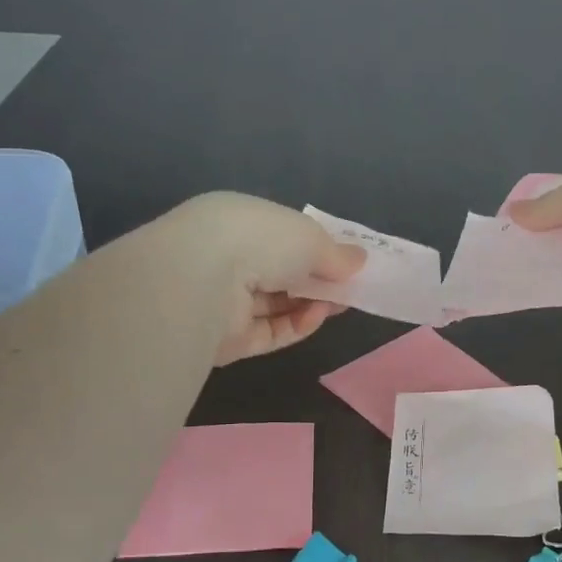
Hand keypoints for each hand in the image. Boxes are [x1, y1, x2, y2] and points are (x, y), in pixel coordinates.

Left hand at [151, 192, 365, 363]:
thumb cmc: (259, 240)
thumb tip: (359, 260)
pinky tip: (317, 317)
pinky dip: (296, 326)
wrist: (203, 281)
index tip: (344, 260)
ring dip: (311, 304)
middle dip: (315, 280)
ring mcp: (223, 301)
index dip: (312, 247)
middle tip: (349, 287)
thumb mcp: (309, 237)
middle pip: (278, 272)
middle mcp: (224, 258)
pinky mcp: (226, 339)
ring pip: (275, 305)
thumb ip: (335, 253)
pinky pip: (269, 333)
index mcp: (236, 221)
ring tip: (340, 303)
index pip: (277, 235)